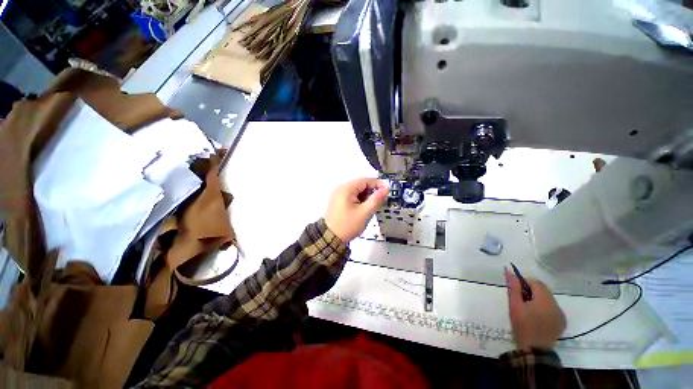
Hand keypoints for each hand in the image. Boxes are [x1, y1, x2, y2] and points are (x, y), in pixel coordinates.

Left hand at [324, 178, 388, 242]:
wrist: (330, 238)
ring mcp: (338, 195)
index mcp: (346, 188)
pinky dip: (359, 200)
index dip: (378, 184)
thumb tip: (386, 189)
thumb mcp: (364, 212)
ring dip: (366, 197)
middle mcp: (341, 188)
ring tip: (370, 208)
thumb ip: (376, 199)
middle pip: (360, 185)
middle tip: (380, 202)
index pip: (365, 180)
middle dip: (371, 192)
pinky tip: (363, 209)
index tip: (387, 191)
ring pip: (357, 191)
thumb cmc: (348, 225)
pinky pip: (352, 196)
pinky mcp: (338, 201)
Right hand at [504, 268, 565, 351]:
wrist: (534, 350)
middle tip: (520, 299)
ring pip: (548, 299)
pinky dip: (544, 307)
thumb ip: (513, 287)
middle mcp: (557, 305)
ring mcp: (561, 314)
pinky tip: (536, 316)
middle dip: (531, 290)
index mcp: (545, 300)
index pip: (536, 282)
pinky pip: (552, 308)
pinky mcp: (562, 322)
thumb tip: (508, 271)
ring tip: (527, 309)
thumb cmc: (522, 325)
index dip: (525, 282)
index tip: (516, 289)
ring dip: (537, 299)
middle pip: (543, 290)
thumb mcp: (514, 305)